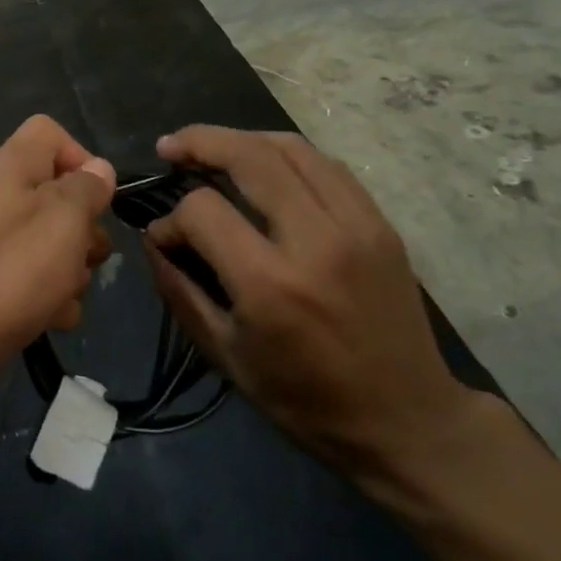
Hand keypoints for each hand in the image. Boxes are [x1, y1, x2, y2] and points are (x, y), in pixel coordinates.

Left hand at [0, 115, 114, 383]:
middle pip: (58, 193)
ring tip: (66, 293)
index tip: (96, 198)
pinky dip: (49, 296)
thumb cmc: (12, 271)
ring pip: (52, 240)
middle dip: (85, 227)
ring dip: (71, 268)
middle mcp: (0, 197)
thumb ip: (87, 188)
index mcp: (12, 167)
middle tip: (88, 254)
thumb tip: (97, 170)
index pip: (49, 132)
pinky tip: (52, 318)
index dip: (80, 157)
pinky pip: (34, 277)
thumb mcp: (64, 220)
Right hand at [145, 126, 483, 479]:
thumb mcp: (226, 355)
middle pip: (249, 157)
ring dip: (242, 139)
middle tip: (170, 147)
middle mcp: (315, 241)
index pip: (203, 211)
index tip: (163, 237)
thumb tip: (152, 239)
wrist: (408, 421)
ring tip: (211, 148)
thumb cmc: (306, 400)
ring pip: (290, 148)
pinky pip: (326, 165)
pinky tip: (264, 166)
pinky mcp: (381, 224)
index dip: (171, 218)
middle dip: (200, 142)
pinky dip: (285, 155)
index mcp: (270, 285)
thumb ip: (180, 290)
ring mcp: (356, 226)